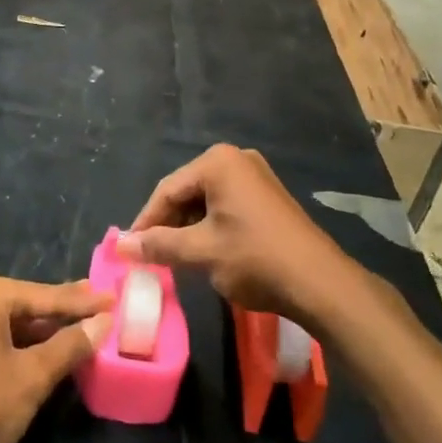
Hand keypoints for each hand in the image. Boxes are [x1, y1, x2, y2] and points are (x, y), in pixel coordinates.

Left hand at [0, 275, 111, 442]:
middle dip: (64, 313)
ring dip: (45, 333)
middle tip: (103, 311)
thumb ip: (69, 346)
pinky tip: (46, 355)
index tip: (115, 296)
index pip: (46, 296)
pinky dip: (22, 346)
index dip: (84, 301)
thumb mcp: (32, 378)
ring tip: (82, 332)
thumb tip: (103, 322)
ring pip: (12, 324)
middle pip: (28, 305)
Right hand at [116, 144, 352, 325]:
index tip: (130, 251)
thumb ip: (159, 245)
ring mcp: (256, 176)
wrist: (321, 283)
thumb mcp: (201, 252)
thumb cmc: (255, 259)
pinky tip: (206, 252)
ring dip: (189, 228)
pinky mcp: (269, 197)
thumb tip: (121, 246)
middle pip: (187, 191)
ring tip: (176, 258)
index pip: (167, 190)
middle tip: (153, 256)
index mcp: (218, 162)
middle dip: (168, 224)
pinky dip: (211, 227)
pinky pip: (227, 206)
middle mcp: (236, 159)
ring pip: (206, 200)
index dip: (146, 221)